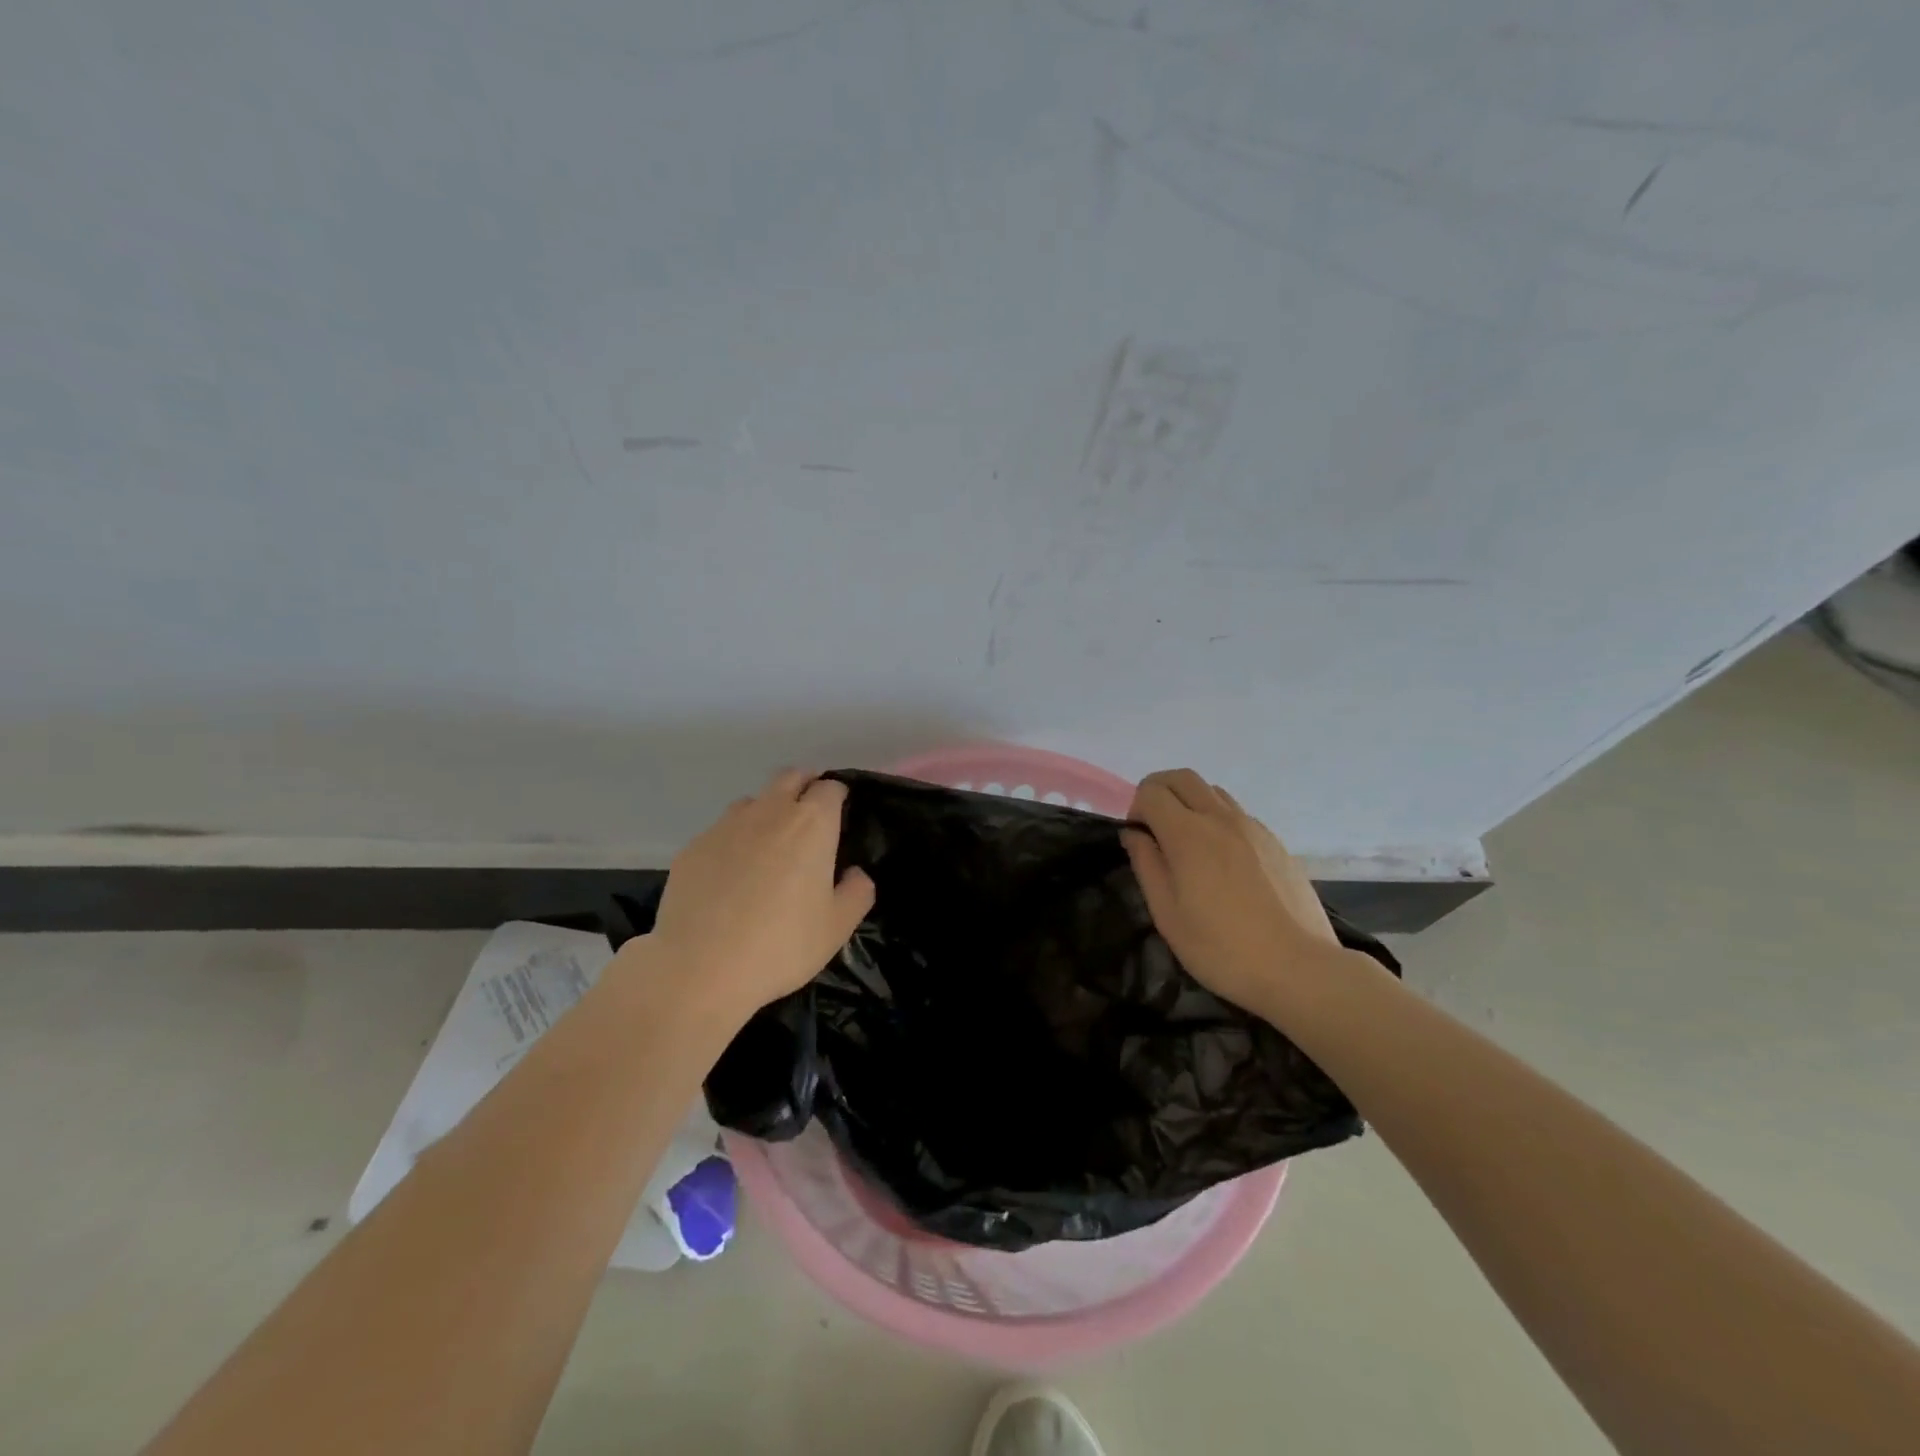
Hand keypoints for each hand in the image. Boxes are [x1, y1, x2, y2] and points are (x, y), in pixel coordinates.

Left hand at [637, 769, 874, 1022]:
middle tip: (810, 818)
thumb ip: (857, 892)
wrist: (699, 967)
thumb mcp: (837, 928)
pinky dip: (734, 841)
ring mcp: (726, 825)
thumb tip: (855, 873)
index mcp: (811, 824)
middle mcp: (769, 812)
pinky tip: (731, 876)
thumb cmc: (781, 945)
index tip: (840, 816)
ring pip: (753, 801)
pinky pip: (721, 831)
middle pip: (790, 777)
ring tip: (768, 847)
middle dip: (804, 786)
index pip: (830, 788)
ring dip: (766, 812)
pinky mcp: (694, 846)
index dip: (837, 796)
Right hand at [1120, 769, 1347, 1019]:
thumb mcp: (1167, 914)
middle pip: (1182, 777)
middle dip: (1160, 792)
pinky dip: (1217, 820)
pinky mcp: (1275, 842)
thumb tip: (1134, 834)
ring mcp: (1253, 827)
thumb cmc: (1221, 947)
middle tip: (1155, 828)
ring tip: (1189, 845)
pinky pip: (1237, 813)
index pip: (1152, 791)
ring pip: (1212, 791)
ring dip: (1190, 803)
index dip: (1136, 808)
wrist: (1299, 968)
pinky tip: (1223, 863)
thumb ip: (1146, 865)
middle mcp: (1221, 818)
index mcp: (1188, 834)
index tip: (1139, 840)